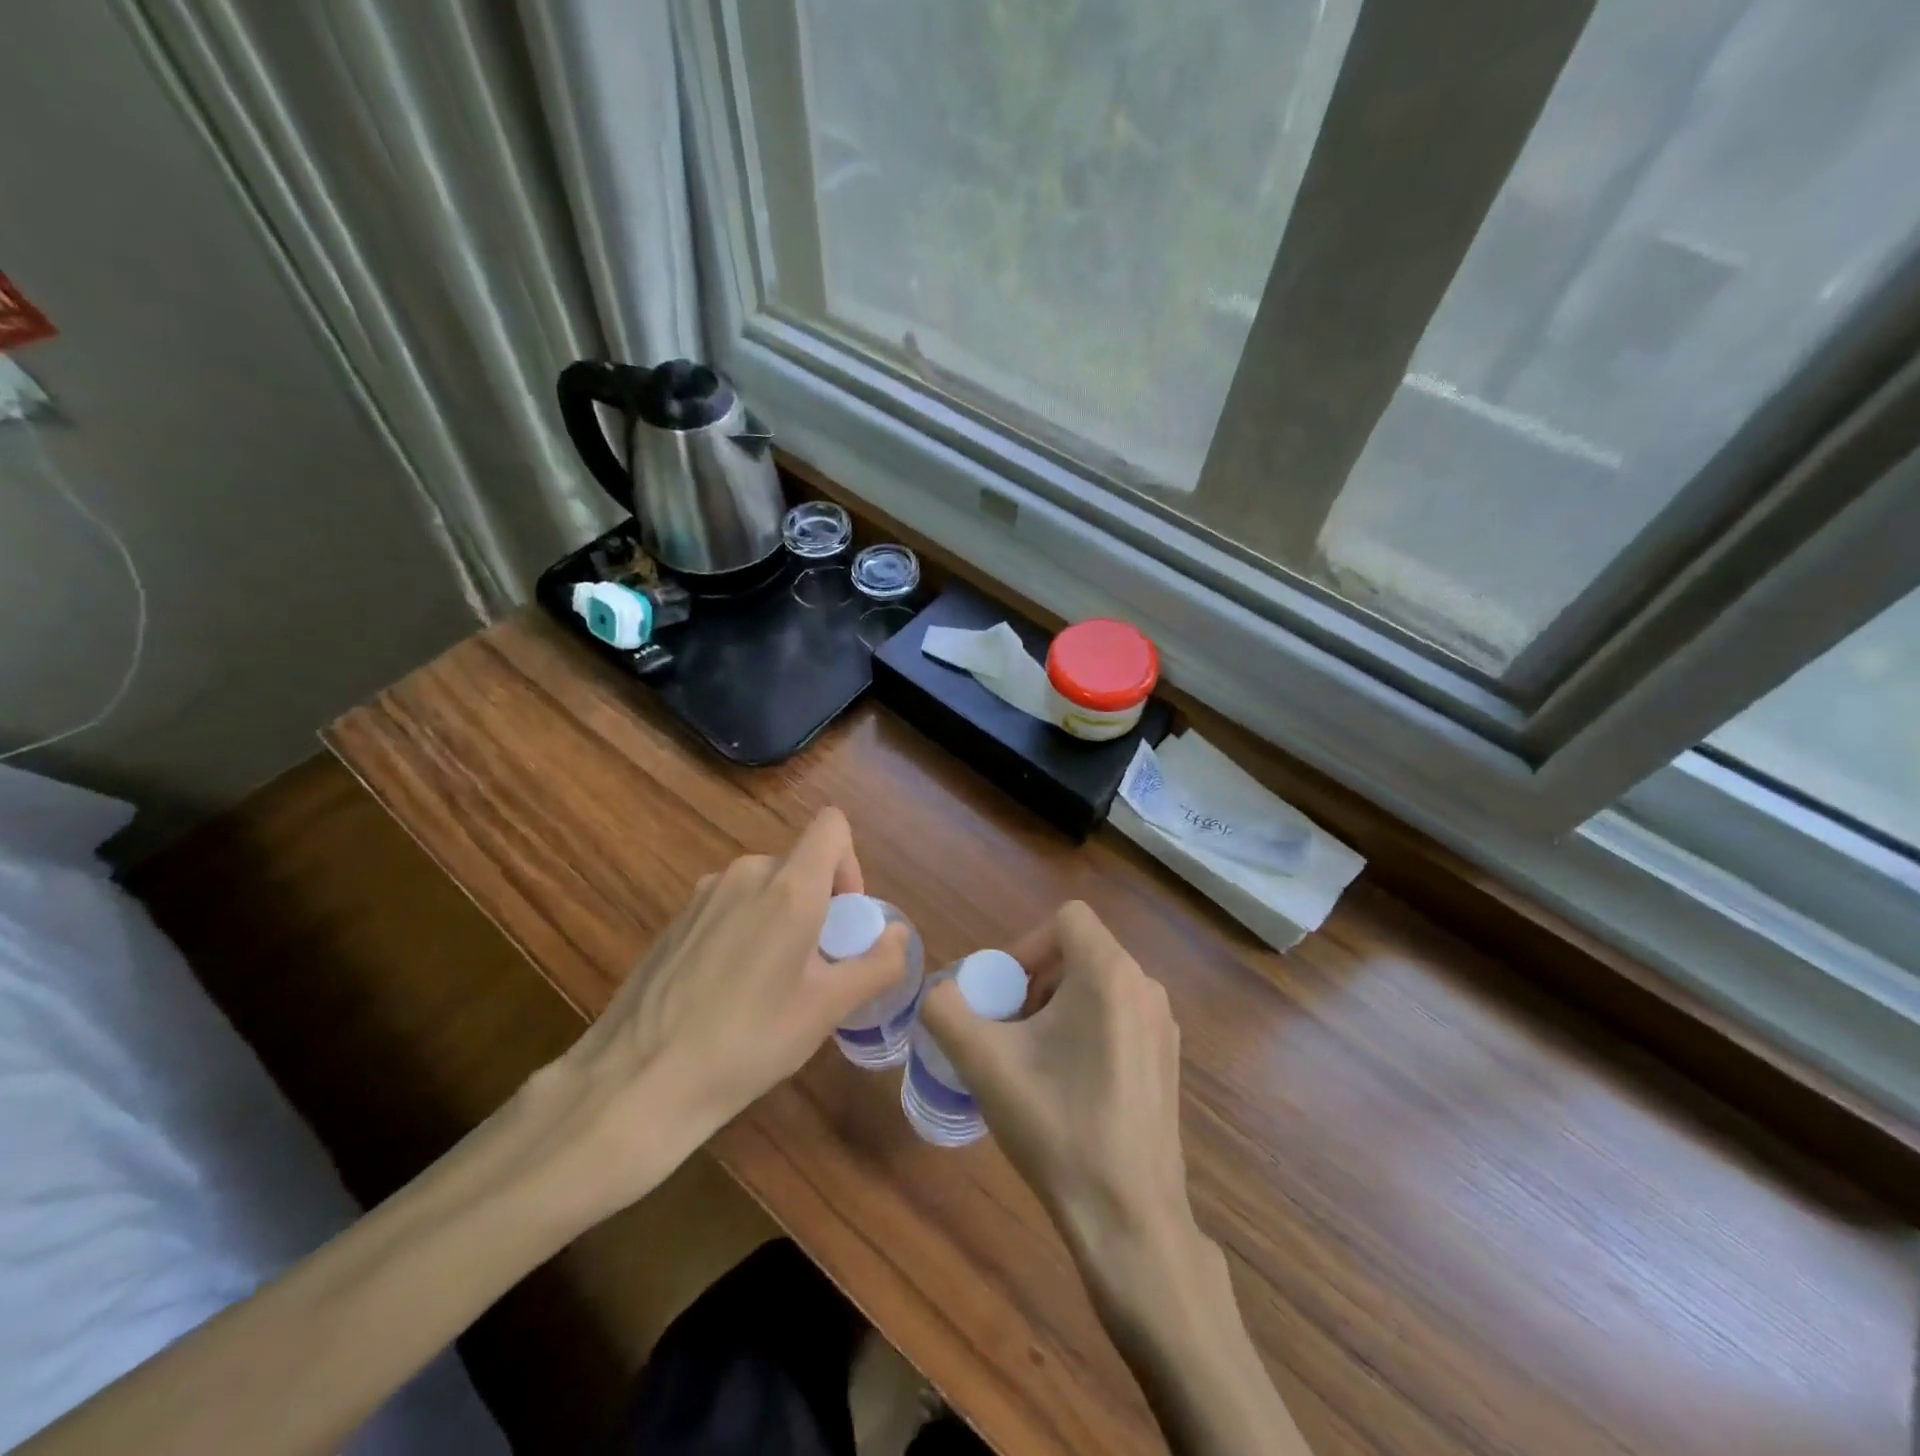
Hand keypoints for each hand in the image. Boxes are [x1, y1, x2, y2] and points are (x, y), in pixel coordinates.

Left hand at [541, 808, 908, 1218]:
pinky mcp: (674, 922)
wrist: (638, 1082)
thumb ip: (877, 964)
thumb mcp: (828, 1009)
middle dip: (817, 905)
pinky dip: (743, 933)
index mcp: (788, 886)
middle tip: (813, 969)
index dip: (850, 863)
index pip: (832, 826)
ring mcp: (702, 896)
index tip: (843, 920)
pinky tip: (725, 994)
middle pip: (799, 864)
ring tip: (768, 987)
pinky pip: (728, 909)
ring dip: (780, 920)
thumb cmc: (749, 1041)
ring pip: (762, 888)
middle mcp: (744, 875)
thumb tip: (898, 934)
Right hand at [919, 901, 1202, 1297]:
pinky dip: (1086, 1028)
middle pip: (1080, 952)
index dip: (1025, 944)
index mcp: (1110, 974)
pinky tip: (1067, 1084)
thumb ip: (945, 1011)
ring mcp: (1163, 1025)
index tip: (1003, 993)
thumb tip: (937, 992)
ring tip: (1033, 1058)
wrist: (1129, 1217)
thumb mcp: (984, 1063)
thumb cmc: (1057, 1126)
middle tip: (1009, 1028)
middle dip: (1036, 980)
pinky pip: (1119, 1016)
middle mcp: (1146, 987)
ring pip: (1099, 985)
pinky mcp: (1168, 1060)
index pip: (1066, 918)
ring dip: (1058, 1006)